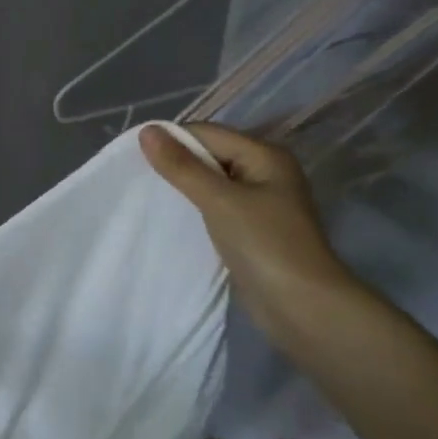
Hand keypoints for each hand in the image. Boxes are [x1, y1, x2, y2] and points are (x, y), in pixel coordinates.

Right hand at [141, 124, 355, 339]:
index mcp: (265, 156)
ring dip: (185, 187)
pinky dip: (196, 208)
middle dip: (177, 163)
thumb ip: (182, 167)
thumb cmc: (265, 245)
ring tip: (150, 195)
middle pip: (211, 155)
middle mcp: (266, 172)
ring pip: (213, 182)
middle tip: (137, 176)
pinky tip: (175, 218)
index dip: (172, 140)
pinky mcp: (253, 229)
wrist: (303, 307)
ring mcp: (261, 203)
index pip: (208, 133)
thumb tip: (146, 131)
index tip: (134, 156)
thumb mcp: (220, 201)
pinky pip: (217, 207)